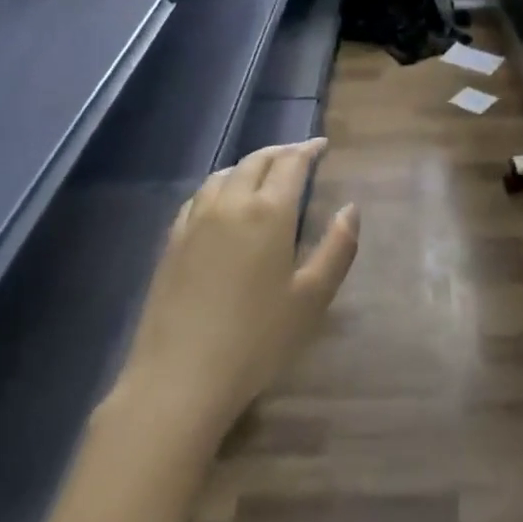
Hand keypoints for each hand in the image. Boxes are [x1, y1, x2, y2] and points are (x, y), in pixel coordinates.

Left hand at [113, 139, 358, 444]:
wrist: (180, 376)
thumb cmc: (257, 339)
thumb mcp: (312, 298)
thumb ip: (337, 248)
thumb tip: (350, 208)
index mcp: (268, 212)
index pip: (291, 163)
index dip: (308, 150)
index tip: (322, 145)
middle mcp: (229, 204)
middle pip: (255, 161)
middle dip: (280, 152)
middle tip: (298, 156)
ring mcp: (195, 221)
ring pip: (223, 175)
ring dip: (248, 165)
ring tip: (262, 174)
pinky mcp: (172, 241)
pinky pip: (198, 197)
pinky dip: (219, 186)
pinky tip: (221, 203)